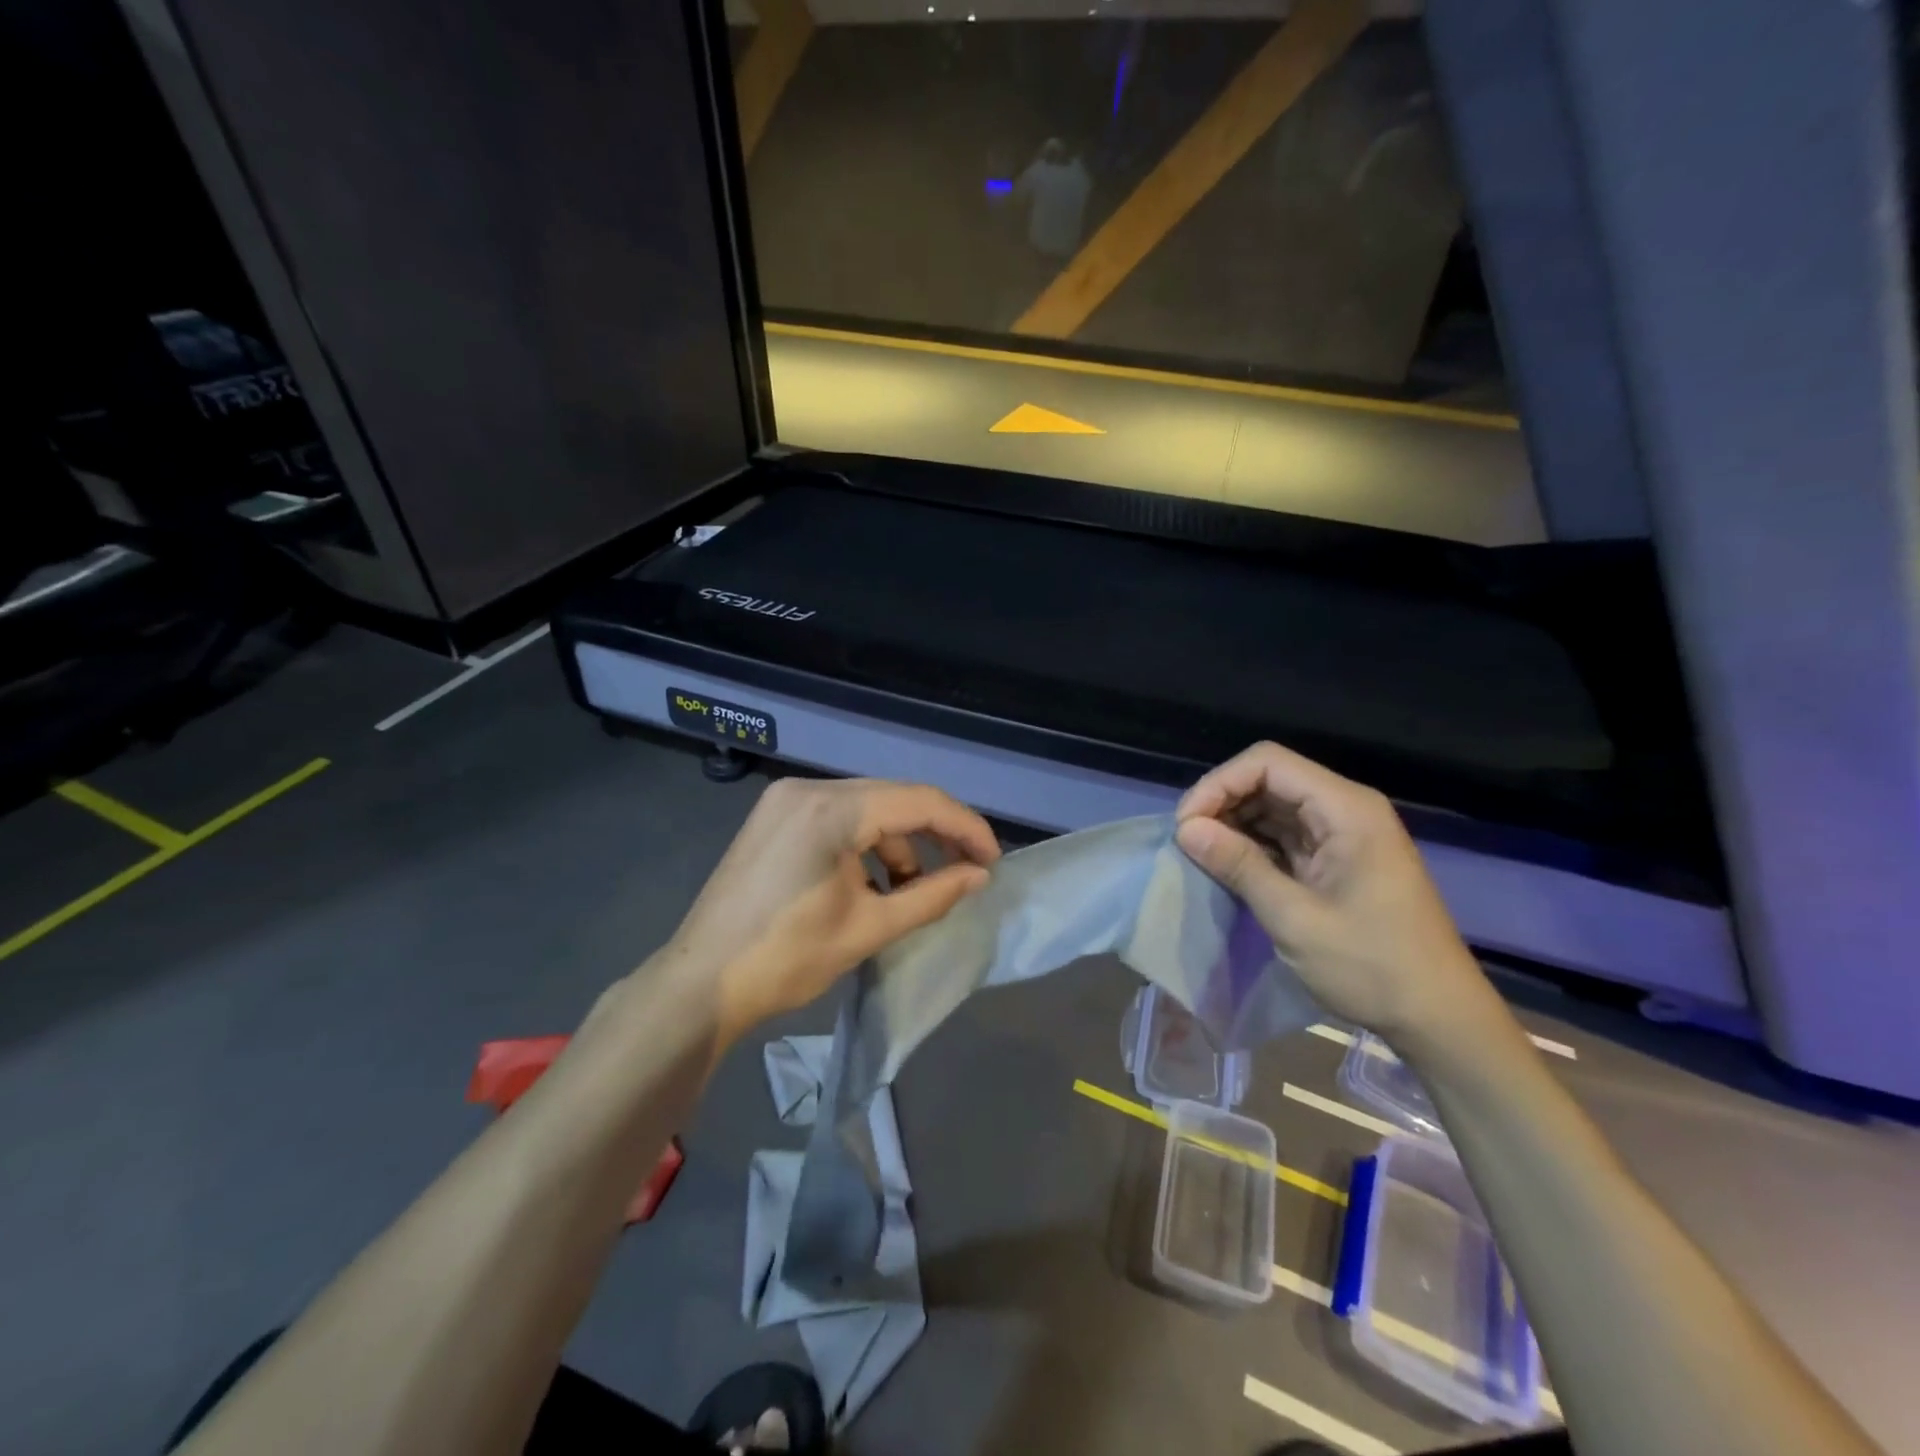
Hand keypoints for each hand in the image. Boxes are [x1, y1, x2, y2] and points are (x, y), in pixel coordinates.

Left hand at [663, 777, 1000, 1044]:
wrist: (699, 984)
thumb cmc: (786, 959)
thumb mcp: (869, 928)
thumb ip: (932, 895)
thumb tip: (979, 877)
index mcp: (831, 810)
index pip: (919, 800)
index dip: (965, 828)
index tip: (992, 861)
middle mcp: (808, 789)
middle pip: (894, 797)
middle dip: (935, 832)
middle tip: (968, 869)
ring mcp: (786, 799)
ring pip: (866, 807)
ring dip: (899, 842)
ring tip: (914, 889)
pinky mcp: (775, 816)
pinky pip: (838, 817)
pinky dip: (865, 844)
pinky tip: (873, 883)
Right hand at [1175, 742, 1506, 1053]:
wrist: (1439, 1018)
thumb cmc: (1372, 966)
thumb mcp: (1295, 918)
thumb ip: (1239, 865)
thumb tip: (1185, 829)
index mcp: (1346, 809)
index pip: (1267, 762)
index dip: (1219, 783)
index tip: (1187, 825)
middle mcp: (1345, 809)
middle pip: (1269, 779)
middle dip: (1222, 803)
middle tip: (1188, 843)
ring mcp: (1342, 834)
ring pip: (1273, 806)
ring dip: (1233, 824)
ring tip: (1202, 856)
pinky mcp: (1337, 859)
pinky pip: (1284, 834)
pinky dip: (1252, 845)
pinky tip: (1230, 867)